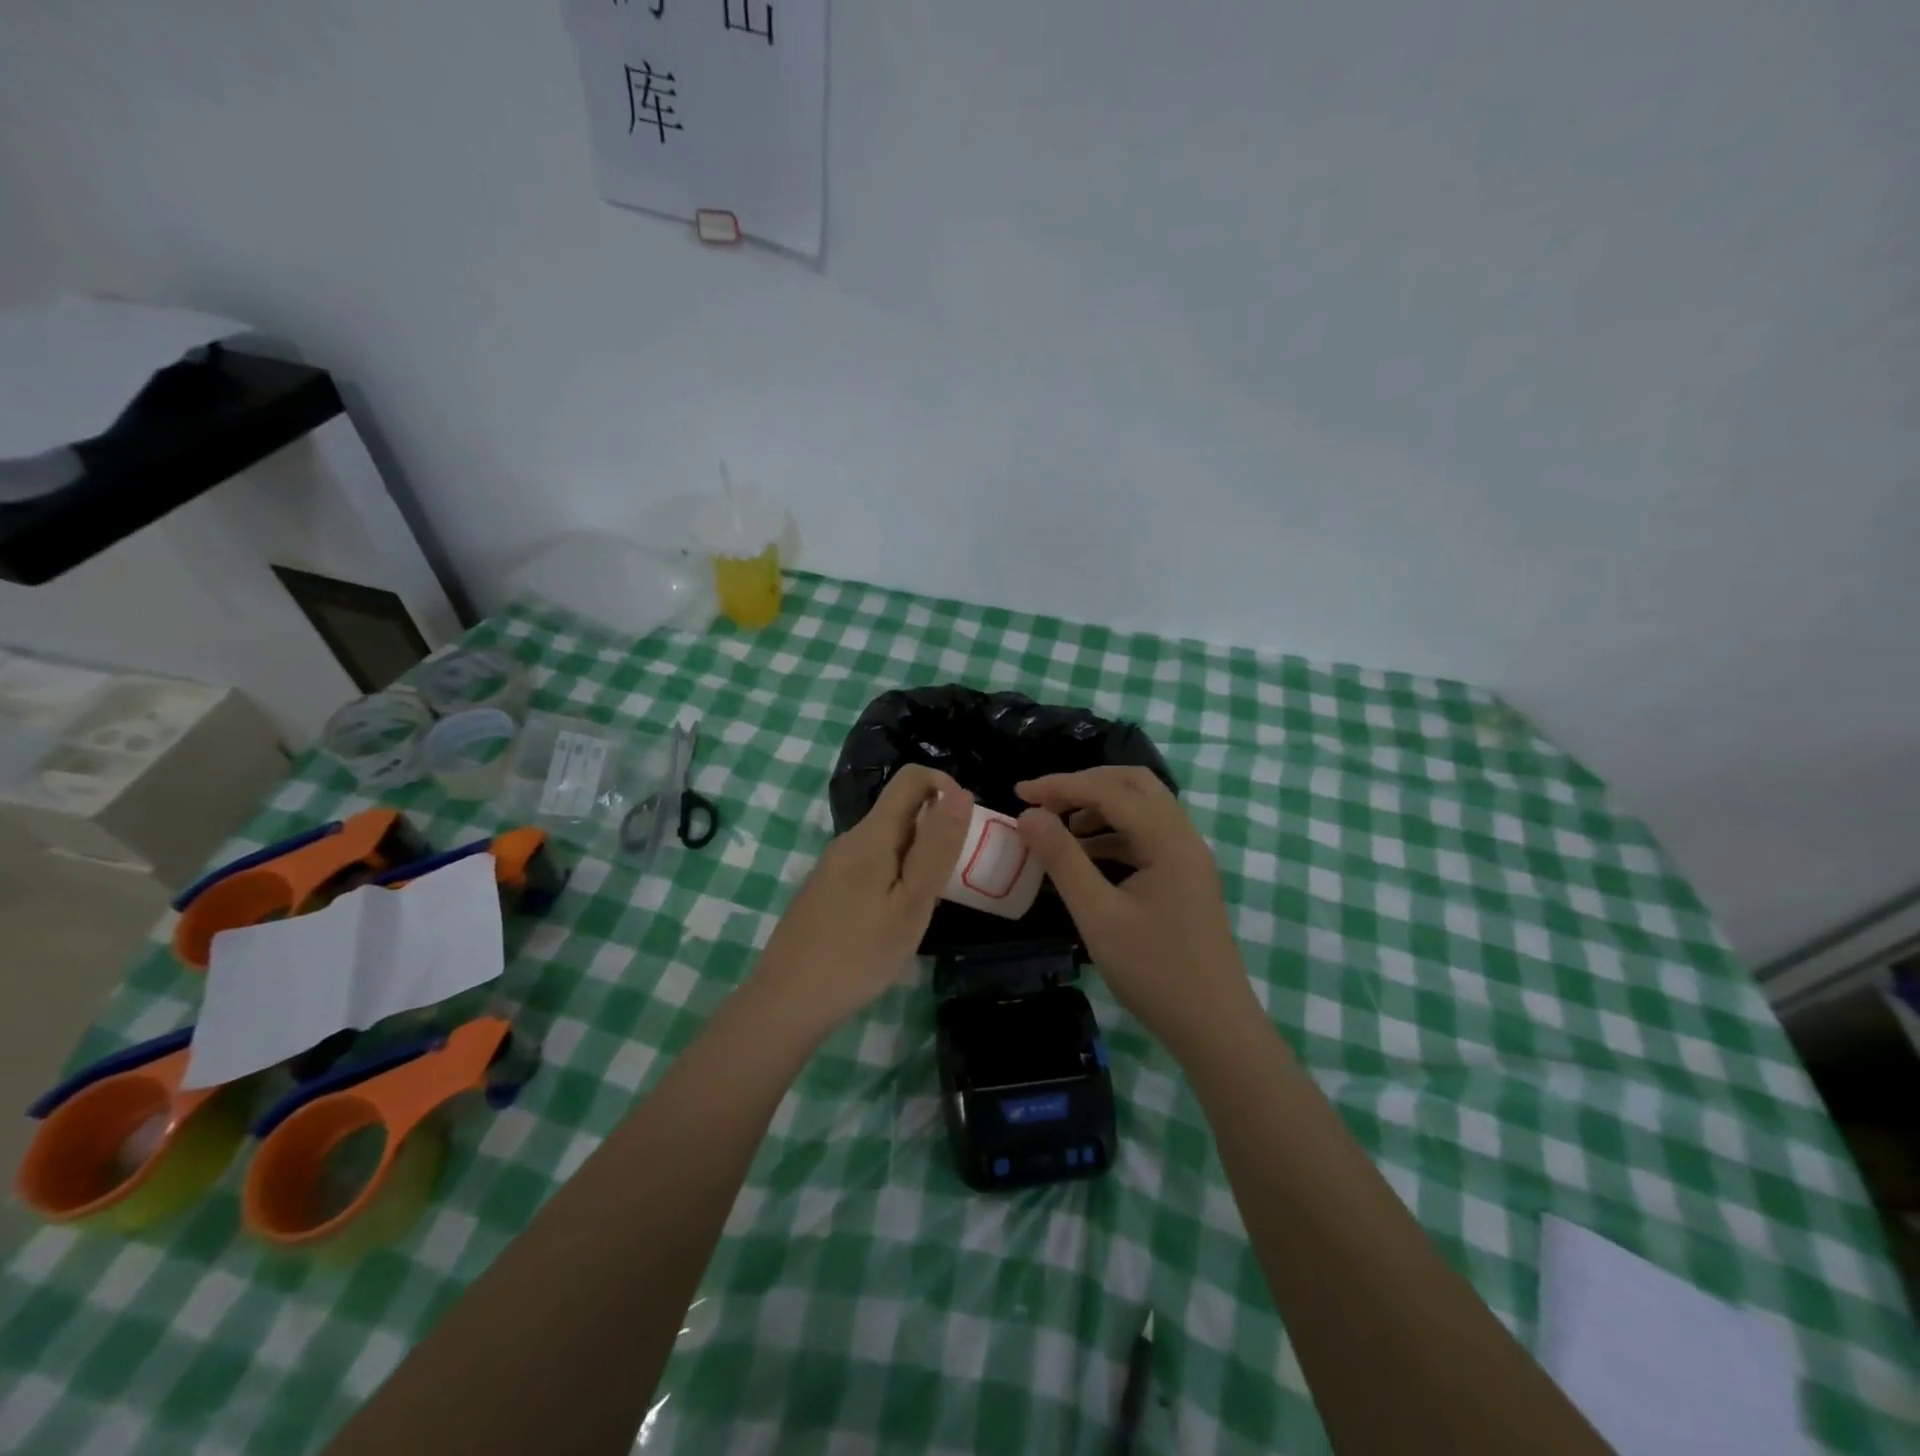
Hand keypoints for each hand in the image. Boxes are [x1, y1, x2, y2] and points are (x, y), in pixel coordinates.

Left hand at [753, 765, 972, 1032]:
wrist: (787, 1001)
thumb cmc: (859, 953)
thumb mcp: (912, 902)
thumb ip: (937, 846)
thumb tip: (959, 792)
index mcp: (871, 834)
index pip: (911, 778)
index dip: (945, 786)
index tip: (965, 827)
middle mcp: (848, 840)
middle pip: (900, 811)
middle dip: (934, 831)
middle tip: (951, 881)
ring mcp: (832, 865)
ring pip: (886, 842)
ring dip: (915, 859)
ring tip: (924, 908)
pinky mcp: (825, 890)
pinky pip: (869, 866)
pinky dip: (893, 878)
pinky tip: (892, 921)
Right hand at [1016, 766, 1256, 1056]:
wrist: (1215, 1028)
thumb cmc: (1154, 971)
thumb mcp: (1098, 915)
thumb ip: (1063, 859)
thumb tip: (1029, 816)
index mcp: (1168, 839)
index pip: (1109, 790)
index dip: (1061, 786)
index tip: (1019, 794)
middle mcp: (1184, 837)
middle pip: (1134, 785)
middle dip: (1085, 785)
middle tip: (1045, 802)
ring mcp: (1189, 858)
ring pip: (1143, 809)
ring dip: (1100, 808)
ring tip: (1059, 830)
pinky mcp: (1186, 878)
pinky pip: (1147, 837)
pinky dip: (1114, 834)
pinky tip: (1086, 856)